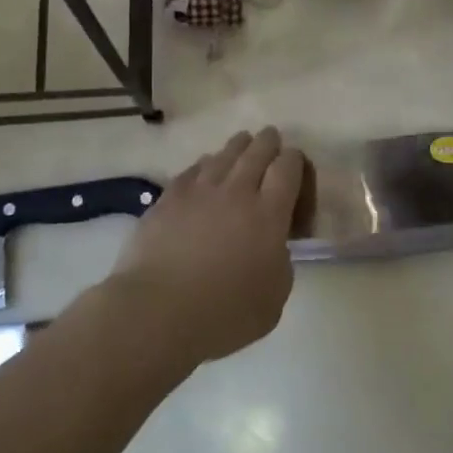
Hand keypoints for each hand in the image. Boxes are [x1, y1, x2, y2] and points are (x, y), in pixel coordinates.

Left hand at [105, 127, 305, 368]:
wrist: (157, 311)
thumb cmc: (224, 314)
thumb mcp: (274, 297)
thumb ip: (280, 262)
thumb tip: (271, 246)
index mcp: (269, 214)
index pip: (288, 168)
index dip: (295, 160)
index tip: (296, 164)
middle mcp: (237, 192)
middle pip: (257, 151)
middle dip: (268, 142)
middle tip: (271, 138)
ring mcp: (199, 191)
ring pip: (224, 155)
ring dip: (238, 146)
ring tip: (243, 142)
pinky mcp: (168, 198)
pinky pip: (193, 170)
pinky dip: (206, 164)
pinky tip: (206, 167)